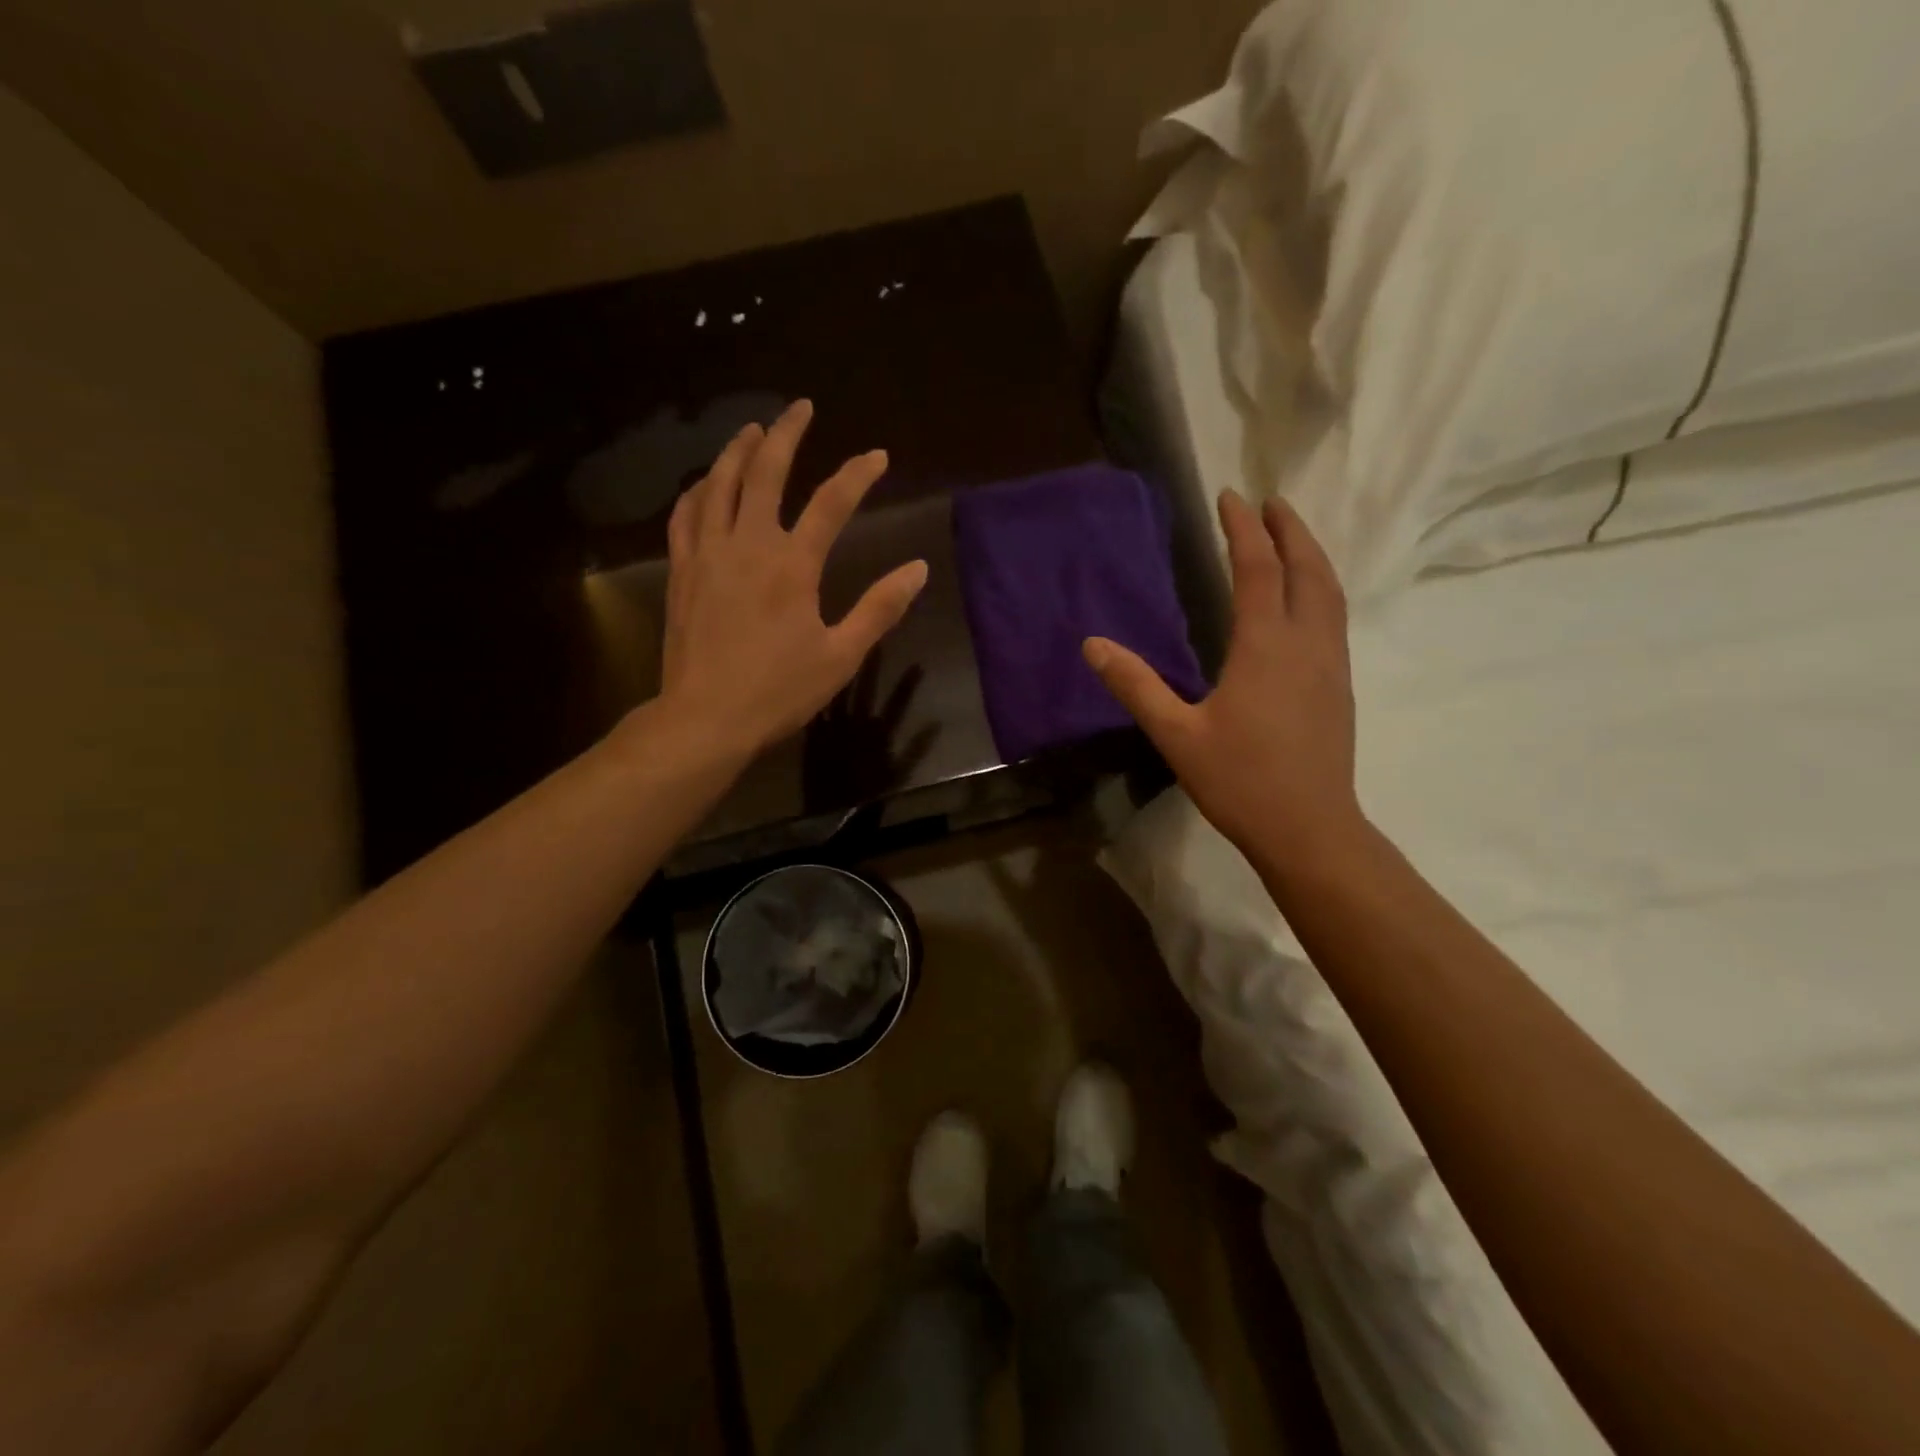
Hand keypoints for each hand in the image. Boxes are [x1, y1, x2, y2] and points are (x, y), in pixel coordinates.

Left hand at [656, 400, 928, 759]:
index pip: (831, 502)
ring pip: (719, 484)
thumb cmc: (779, 691)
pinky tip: (705, 484)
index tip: (877, 455)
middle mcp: (748, 545)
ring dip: (737, 450)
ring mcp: (708, 554)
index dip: (857, 474)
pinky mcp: (682, 572)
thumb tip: (918, 569)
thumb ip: (880, 608)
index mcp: (792, 565)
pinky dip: (698, 491)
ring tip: (753, 428)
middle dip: (786, 434)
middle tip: (801, 408)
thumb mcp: (841, 656)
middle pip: (765, 472)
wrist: (705, 718)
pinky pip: (686, 516)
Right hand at [1085, 490, 1360, 864]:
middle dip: (1290, 529)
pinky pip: (1334, 618)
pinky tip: (1306, 602)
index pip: (1257, 569)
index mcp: (1265, 646)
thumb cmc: (1240, 780)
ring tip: (1292, 537)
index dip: (1243, 529)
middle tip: (1271, 502)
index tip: (1231, 496)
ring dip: (1311, 556)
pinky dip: (1321, 589)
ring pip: (1330, 592)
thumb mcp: (1176, 734)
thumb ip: (1136, 685)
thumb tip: (1093, 645)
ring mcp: (1330, 665)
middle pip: (1308, 569)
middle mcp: (1306, 643)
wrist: (1309, 828)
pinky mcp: (1339, 687)